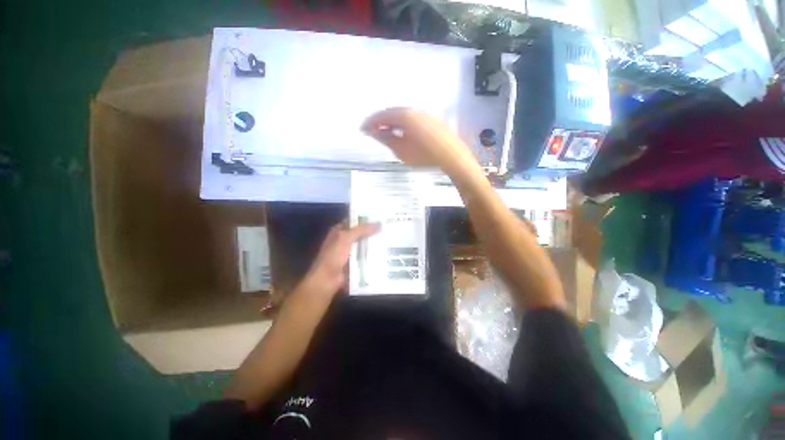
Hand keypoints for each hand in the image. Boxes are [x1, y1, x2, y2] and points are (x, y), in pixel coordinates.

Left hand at [297, 222, 380, 298]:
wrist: (327, 280)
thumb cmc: (333, 256)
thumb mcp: (346, 238)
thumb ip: (362, 229)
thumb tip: (379, 223)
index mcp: (339, 231)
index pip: (354, 221)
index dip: (365, 218)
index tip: (380, 217)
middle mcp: (344, 240)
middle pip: (361, 233)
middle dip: (373, 231)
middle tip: (388, 228)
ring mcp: (349, 252)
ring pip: (364, 245)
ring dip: (374, 244)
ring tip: (391, 239)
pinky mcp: (354, 263)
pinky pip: (365, 256)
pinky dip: (373, 255)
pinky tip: (385, 253)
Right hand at [361, 108, 475, 173]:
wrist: (451, 156)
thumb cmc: (424, 155)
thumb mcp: (401, 150)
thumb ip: (386, 139)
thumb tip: (373, 132)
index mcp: (404, 115)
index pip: (381, 115)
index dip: (370, 123)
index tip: (362, 129)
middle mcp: (413, 110)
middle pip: (392, 113)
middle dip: (380, 121)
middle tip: (372, 131)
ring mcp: (424, 113)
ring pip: (402, 115)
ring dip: (391, 122)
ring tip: (385, 133)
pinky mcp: (431, 119)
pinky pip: (411, 118)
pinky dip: (402, 124)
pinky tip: (401, 133)